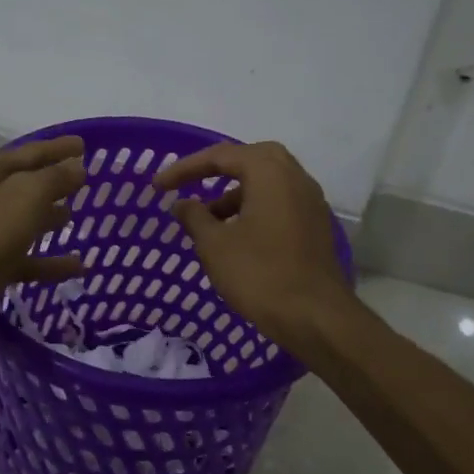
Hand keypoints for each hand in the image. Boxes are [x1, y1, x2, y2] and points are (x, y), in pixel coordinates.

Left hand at [0, 135, 86, 356]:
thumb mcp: (26, 196)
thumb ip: (55, 178)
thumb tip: (77, 167)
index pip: (30, 151)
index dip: (58, 148)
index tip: (85, 144)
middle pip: (24, 185)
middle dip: (53, 182)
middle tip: (84, 181)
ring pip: (22, 221)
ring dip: (48, 218)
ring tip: (76, 218)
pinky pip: (24, 258)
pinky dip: (49, 261)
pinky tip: (78, 267)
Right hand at [154, 140, 354, 357]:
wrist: (315, 317)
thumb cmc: (260, 275)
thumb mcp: (215, 245)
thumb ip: (194, 217)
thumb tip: (182, 203)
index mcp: (270, 173)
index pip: (221, 156)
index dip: (185, 168)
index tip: (158, 187)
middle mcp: (295, 178)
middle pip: (251, 159)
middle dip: (217, 170)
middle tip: (191, 185)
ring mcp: (311, 202)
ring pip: (268, 183)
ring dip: (236, 193)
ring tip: (208, 220)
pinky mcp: (315, 227)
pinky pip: (280, 203)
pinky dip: (255, 208)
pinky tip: (236, 236)